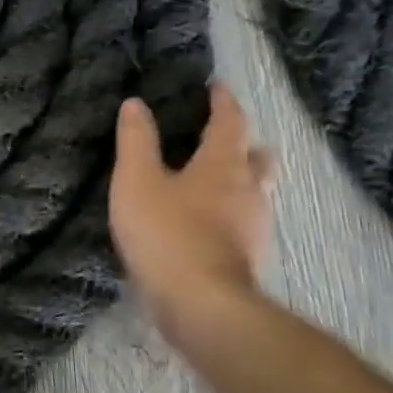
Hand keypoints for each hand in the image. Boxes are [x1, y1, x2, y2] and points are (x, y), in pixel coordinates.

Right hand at [110, 82, 274, 319]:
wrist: (202, 305)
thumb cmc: (167, 234)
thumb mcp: (137, 182)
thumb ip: (136, 142)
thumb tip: (135, 104)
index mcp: (223, 165)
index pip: (230, 122)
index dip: (223, 102)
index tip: (217, 88)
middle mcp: (248, 190)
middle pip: (256, 157)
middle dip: (244, 143)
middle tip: (225, 138)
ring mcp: (254, 226)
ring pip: (255, 191)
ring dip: (242, 180)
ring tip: (217, 180)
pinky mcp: (247, 257)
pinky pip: (245, 221)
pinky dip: (232, 212)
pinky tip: (211, 223)